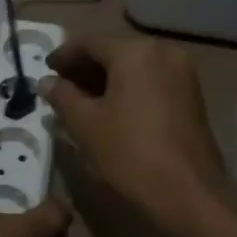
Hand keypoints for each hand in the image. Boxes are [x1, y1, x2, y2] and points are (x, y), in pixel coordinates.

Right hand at [36, 35, 230, 224]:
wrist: (190, 193)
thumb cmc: (131, 153)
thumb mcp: (86, 125)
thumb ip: (62, 97)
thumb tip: (46, 82)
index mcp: (135, 52)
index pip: (89, 43)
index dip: (63, 56)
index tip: (45, 69)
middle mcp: (162, 52)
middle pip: (114, 52)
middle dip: (85, 69)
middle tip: (60, 87)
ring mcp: (182, 72)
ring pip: (134, 67)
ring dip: (106, 80)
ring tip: (81, 102)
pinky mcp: (191, 95)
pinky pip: (151, 81)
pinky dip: (129, 89)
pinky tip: (110, 110)